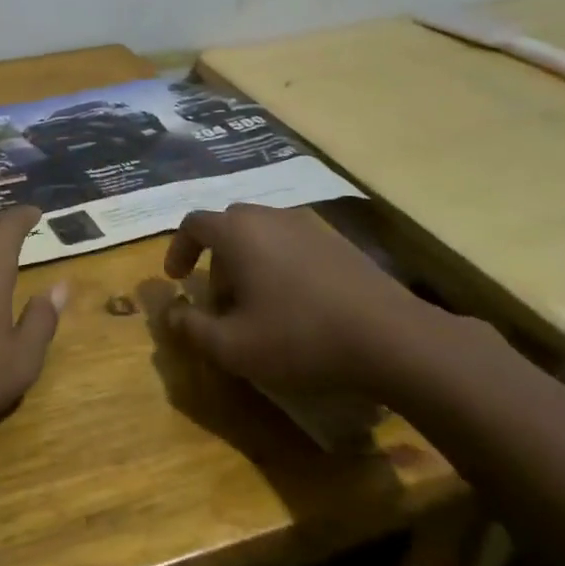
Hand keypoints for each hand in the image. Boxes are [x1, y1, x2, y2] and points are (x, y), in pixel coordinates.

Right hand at [160, 204, 442, 397]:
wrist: (392, 338)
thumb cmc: (300, 338)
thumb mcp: (233, 347)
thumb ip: (191, 329)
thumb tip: (172, 314)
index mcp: (238, 233)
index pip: (193, 223)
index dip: (178, 249)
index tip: (177, 279)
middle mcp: (270, 218)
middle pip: (229, 227)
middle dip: (216, 260)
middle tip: (221, 301)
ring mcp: (309, 227)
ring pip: (263, 235)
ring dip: (249, 263)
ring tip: (259, 306)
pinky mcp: (339, 244)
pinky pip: (293, 244)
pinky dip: (281, 266)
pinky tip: (297, 305)